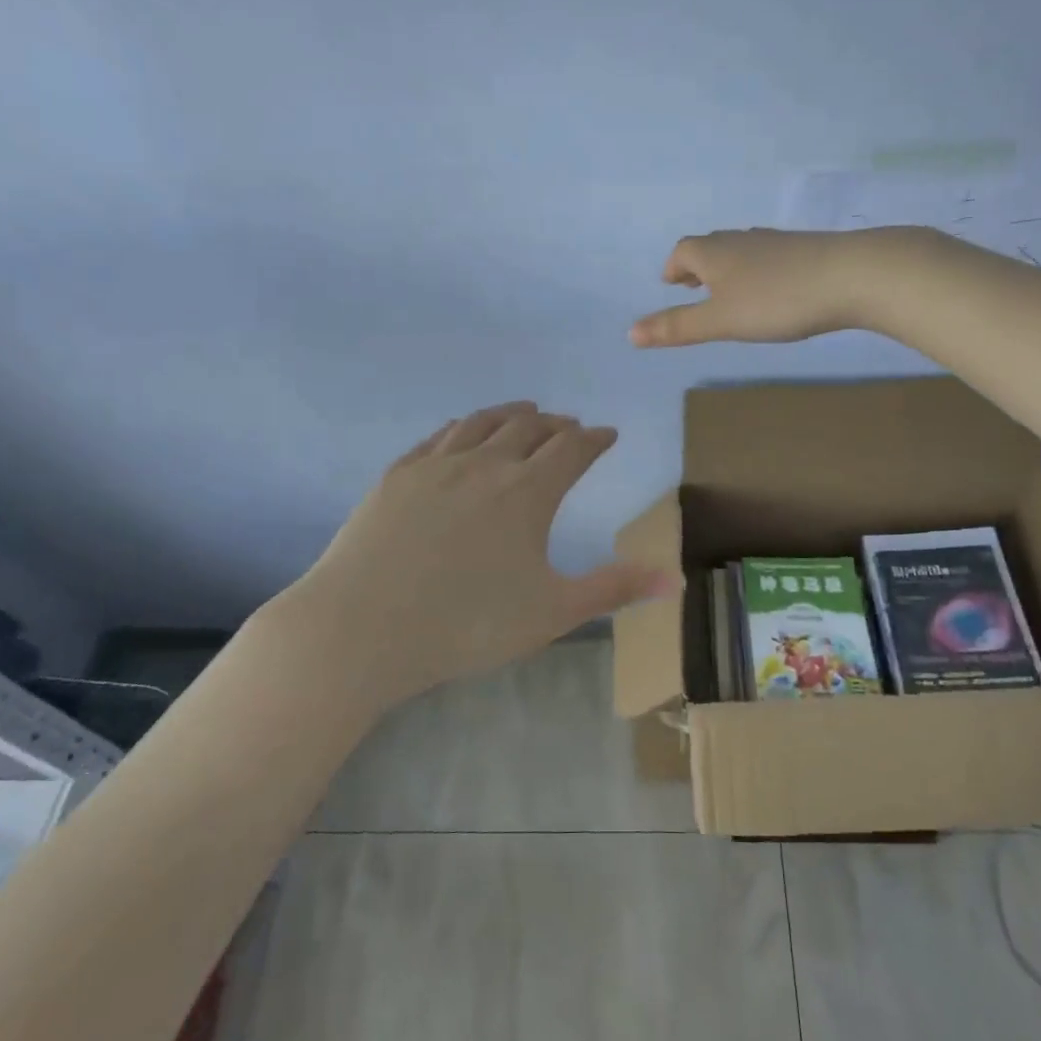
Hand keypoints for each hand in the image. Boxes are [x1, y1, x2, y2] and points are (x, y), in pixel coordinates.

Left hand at [270, 402, 678, 708]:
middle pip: (529, 428)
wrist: (363, 628)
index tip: (607, 434)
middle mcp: (485, 464)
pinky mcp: (396, 476)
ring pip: (481, 423)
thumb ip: (615, 588)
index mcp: (528, 492)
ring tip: (526, 412)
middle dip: (557, 424)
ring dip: (511, 414)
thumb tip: (677, 577)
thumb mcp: (553, 612)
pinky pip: (438, 437)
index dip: (595, 439)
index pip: (573, 450)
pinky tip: (461, 433)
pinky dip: (462, 427)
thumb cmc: (468, 624)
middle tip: (570, 426)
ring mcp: (435, 466)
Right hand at [628, 228, 871, 347]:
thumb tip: (629, 334)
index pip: (683, 251)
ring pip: (741, 251)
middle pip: (710, 246)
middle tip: (693, 287)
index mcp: (714, 253)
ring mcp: (775, 242)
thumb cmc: (776, 301)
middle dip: (697, 267)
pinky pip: (768, 258)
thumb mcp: (720, 321)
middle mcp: (741, 240)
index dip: (673, 266)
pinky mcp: (804, 250)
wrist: (851, 275)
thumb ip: (677, 327)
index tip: (670, 283)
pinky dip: (756, 272)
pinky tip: (772, 292)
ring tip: (728, 293)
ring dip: (727, 269)